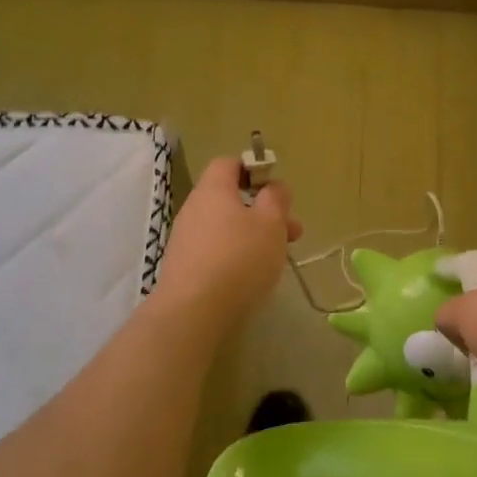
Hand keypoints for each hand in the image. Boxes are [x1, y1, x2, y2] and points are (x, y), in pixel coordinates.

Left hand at [154, 156, 302, 324]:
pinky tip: (251, 278)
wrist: (192, 314)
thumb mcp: (271, 224)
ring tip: (278, 259)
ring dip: (253, 236)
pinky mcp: (183, 267)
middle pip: (230, 198)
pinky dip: (235, 256)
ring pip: (226, 227)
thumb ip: (276, 199)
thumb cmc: (239, 259)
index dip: (254, 170)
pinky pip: (215, 250)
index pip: (229, 163)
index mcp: (213, 189)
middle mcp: (194, 208)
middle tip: (292, 232)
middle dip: (263, 211)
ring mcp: (185, 239)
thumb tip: (273, 186)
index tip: (276, 191)